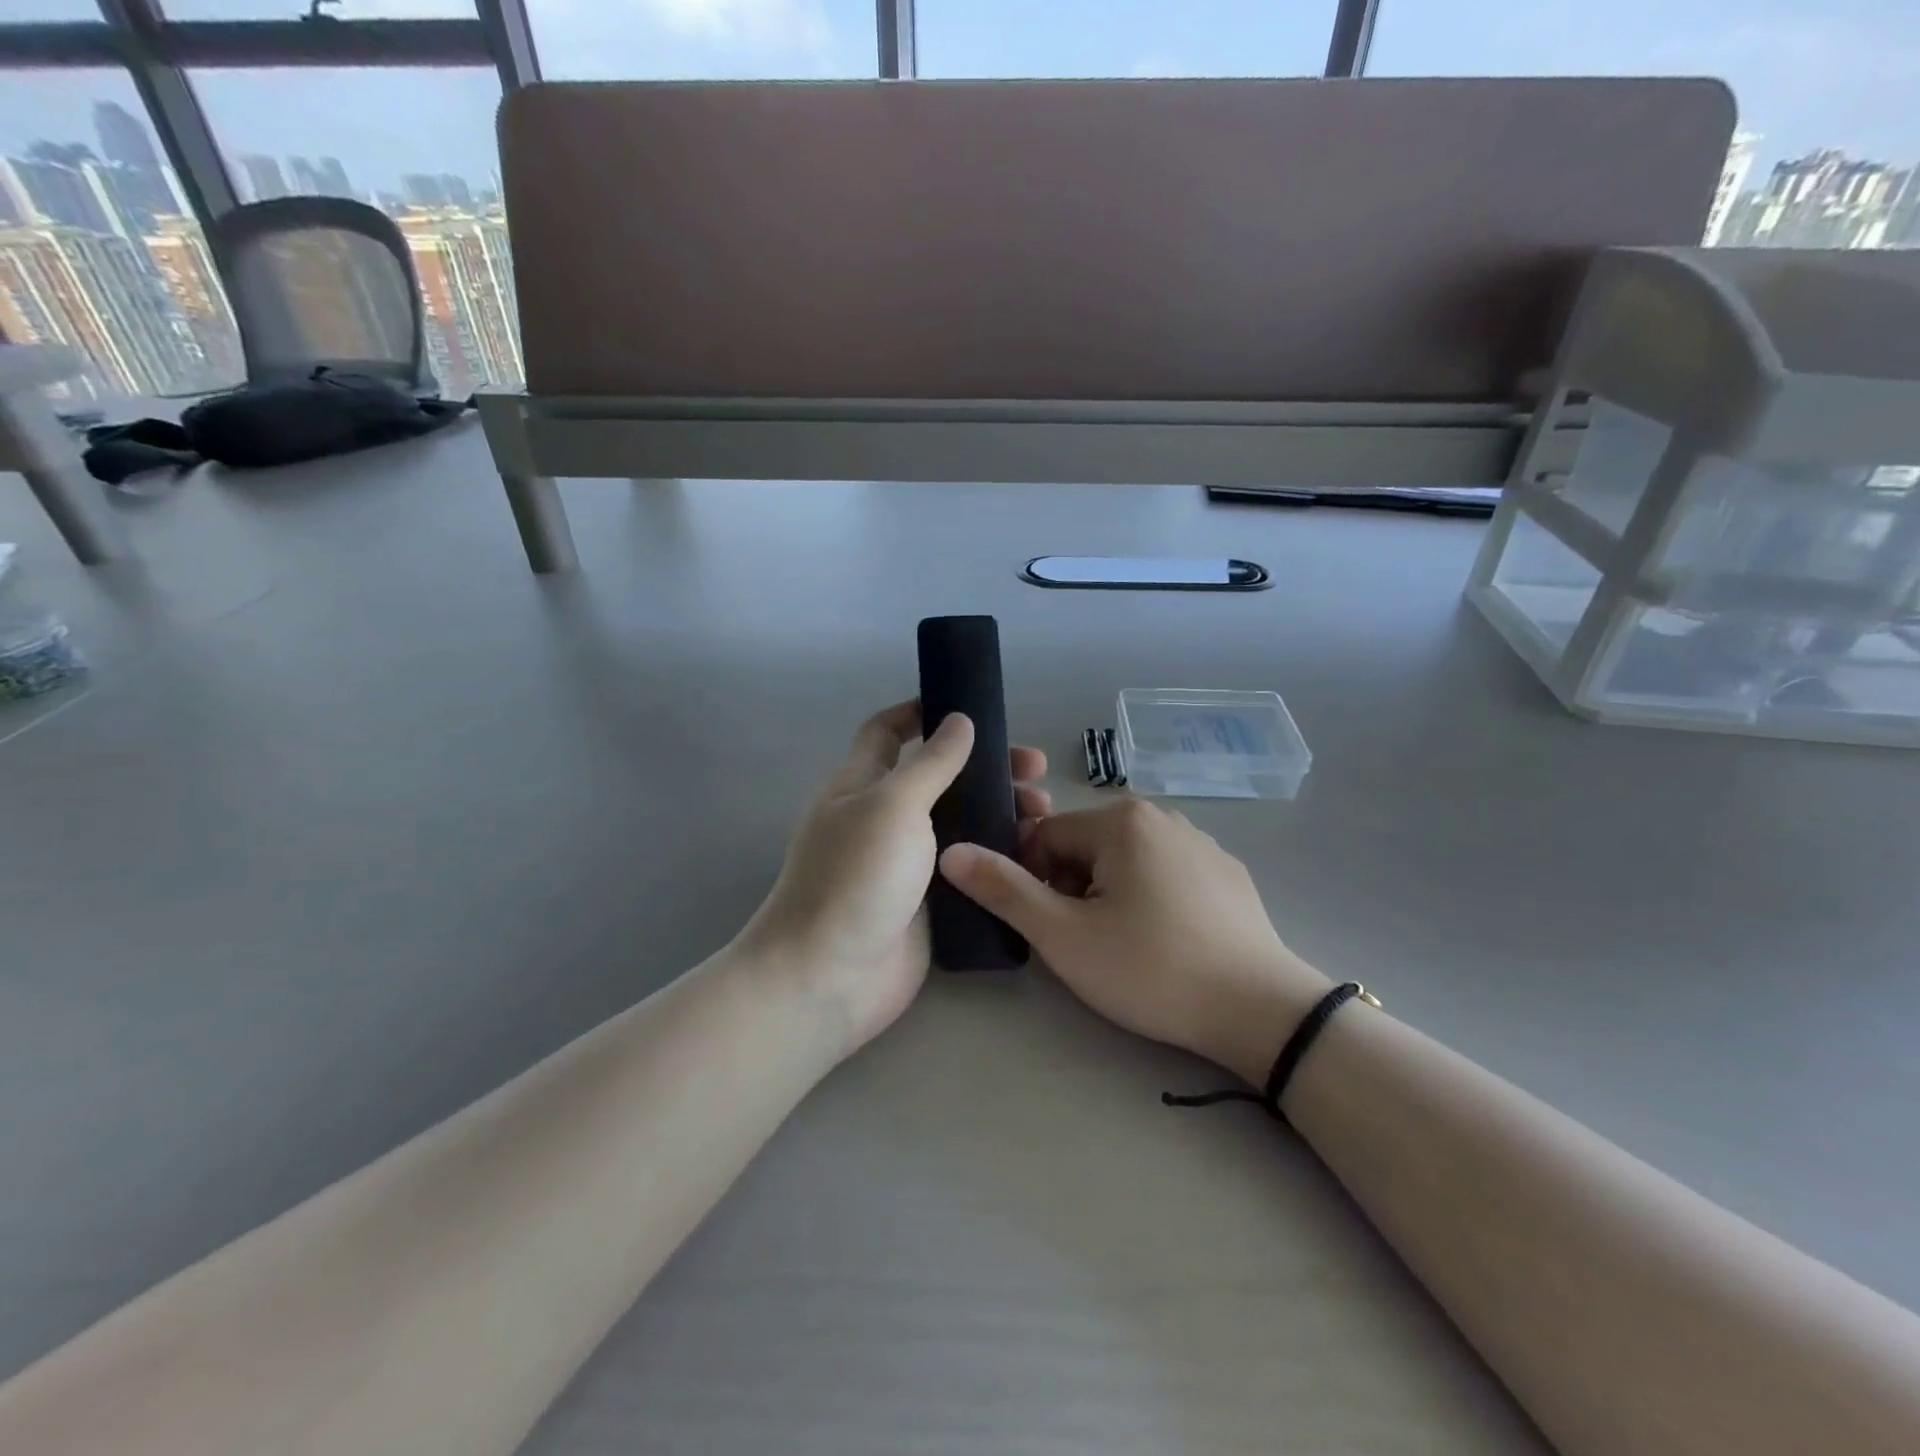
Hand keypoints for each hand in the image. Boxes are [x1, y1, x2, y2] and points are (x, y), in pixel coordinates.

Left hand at [742, 701, 1049, 1056]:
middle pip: (940, 778)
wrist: (830, 978)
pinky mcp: (931, 902)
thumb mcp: (893, 806)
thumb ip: (931, 764)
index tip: (969, 706)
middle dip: (985, 766)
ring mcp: (909, 863)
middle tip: (1035, 770)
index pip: (887, 732)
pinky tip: (1035, 855)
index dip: (920, 712)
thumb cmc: (855, 878)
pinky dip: (999, 856)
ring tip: (1043, 814)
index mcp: (863, 785)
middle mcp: (886, 818)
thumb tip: (960, 720)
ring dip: (1000, 811)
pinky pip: (969, 867)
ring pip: (961, 824)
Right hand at [939, 800, 1329, 1084]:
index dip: (1033, 882)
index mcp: (1120, 820)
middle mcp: (1161, 817)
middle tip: (1085, 943)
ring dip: (1108, 896)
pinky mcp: (1227, 874)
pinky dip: (1150, 901)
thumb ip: (1003, 890)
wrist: (1260, 1010)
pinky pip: (1165, 875)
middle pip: (1085, 846)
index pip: (1045, 836)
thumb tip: (951, 852)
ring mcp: (1201, 843)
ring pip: (1125, 862)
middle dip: (1071, 889)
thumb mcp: (1064, 936)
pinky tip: (1166, 944)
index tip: (1049, 927)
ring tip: (1125, 948)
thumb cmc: (1151, 968)